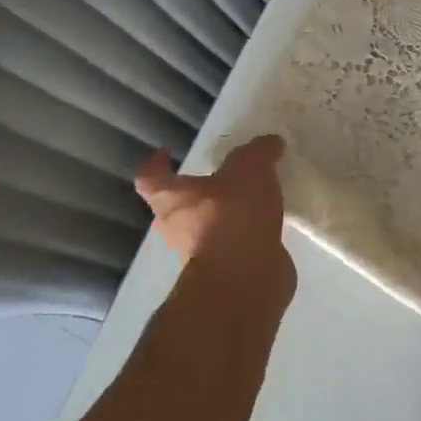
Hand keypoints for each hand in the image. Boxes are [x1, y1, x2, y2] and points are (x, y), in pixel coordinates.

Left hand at [135, 135, 292, 287]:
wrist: (244, 278)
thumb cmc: (232, 216)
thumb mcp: (249, 169)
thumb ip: (258, 152)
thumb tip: (270, 142)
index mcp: (171, 198)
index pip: (150, 177)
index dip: (157, 163)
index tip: (170, 152)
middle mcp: (176, 227)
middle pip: (177, 205)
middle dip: (197, 192)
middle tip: (223, 177)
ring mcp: (199, 253)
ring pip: (207, 228)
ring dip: (224, 216)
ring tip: (254, 200)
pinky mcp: (224, 271)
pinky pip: (232, 246)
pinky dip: (245, 236)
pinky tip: (268, 224)